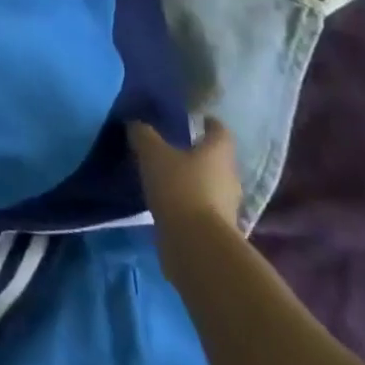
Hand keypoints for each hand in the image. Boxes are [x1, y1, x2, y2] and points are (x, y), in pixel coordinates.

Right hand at [131, 118, 241, 234]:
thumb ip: (144, 135)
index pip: (219, 130)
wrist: (196, 245)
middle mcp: (229, 175)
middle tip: (173, 147)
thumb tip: (135, 123)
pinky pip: (202, 207)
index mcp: (218, 152)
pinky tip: (168, 202)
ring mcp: (226, 205)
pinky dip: (188, 203)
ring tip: (166, 176)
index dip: (208, 122)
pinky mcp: (217, 229)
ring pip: (210, 184)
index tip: (194, 119)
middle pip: (216, 158)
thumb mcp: (153, 154)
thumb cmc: (179, 188)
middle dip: (197, 153)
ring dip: (193, 180)